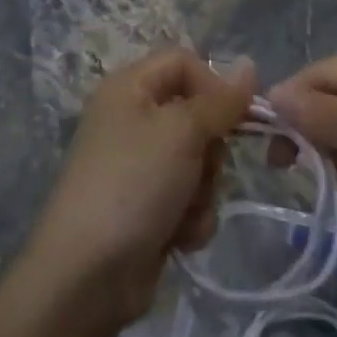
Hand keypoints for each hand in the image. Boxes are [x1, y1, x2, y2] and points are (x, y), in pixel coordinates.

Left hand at [24, 47, 254, 327]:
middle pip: (197, 115)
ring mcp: (139, 165)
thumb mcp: (181, 132)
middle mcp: (132, 119)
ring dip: (202, 191)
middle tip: (201, 169)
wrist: (87, 274)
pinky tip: (177, 238)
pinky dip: (190, 217)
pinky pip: (189, 197)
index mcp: (129, 87)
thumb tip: (249, 65)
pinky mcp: (148, 206)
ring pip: (199, 161)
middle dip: (210, 150)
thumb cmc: (133, 184)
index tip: (242, 115)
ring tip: (183, 212)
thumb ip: (220, 101)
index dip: (214, 84)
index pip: (183, 62)